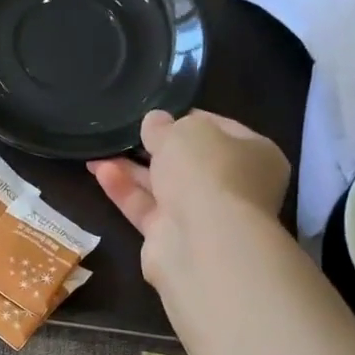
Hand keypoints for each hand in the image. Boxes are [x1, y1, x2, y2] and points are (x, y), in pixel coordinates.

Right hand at [88, 110, 291, 287]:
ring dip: (131, 168)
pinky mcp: (171, 238)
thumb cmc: (208, 173)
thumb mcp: (185, 132)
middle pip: (189, 161)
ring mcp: (202, 216)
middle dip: (155, 147)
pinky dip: (124, 190)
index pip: (219, 129)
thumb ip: (165, 126)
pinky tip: (100, 171)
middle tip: (125, 132)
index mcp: (255, 155)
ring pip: (163, 186)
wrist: (203, 242)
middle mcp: (232, 187)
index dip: (186, 119)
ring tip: (99, 150)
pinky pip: (145, 208)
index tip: (156, 112)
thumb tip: (154, 122)